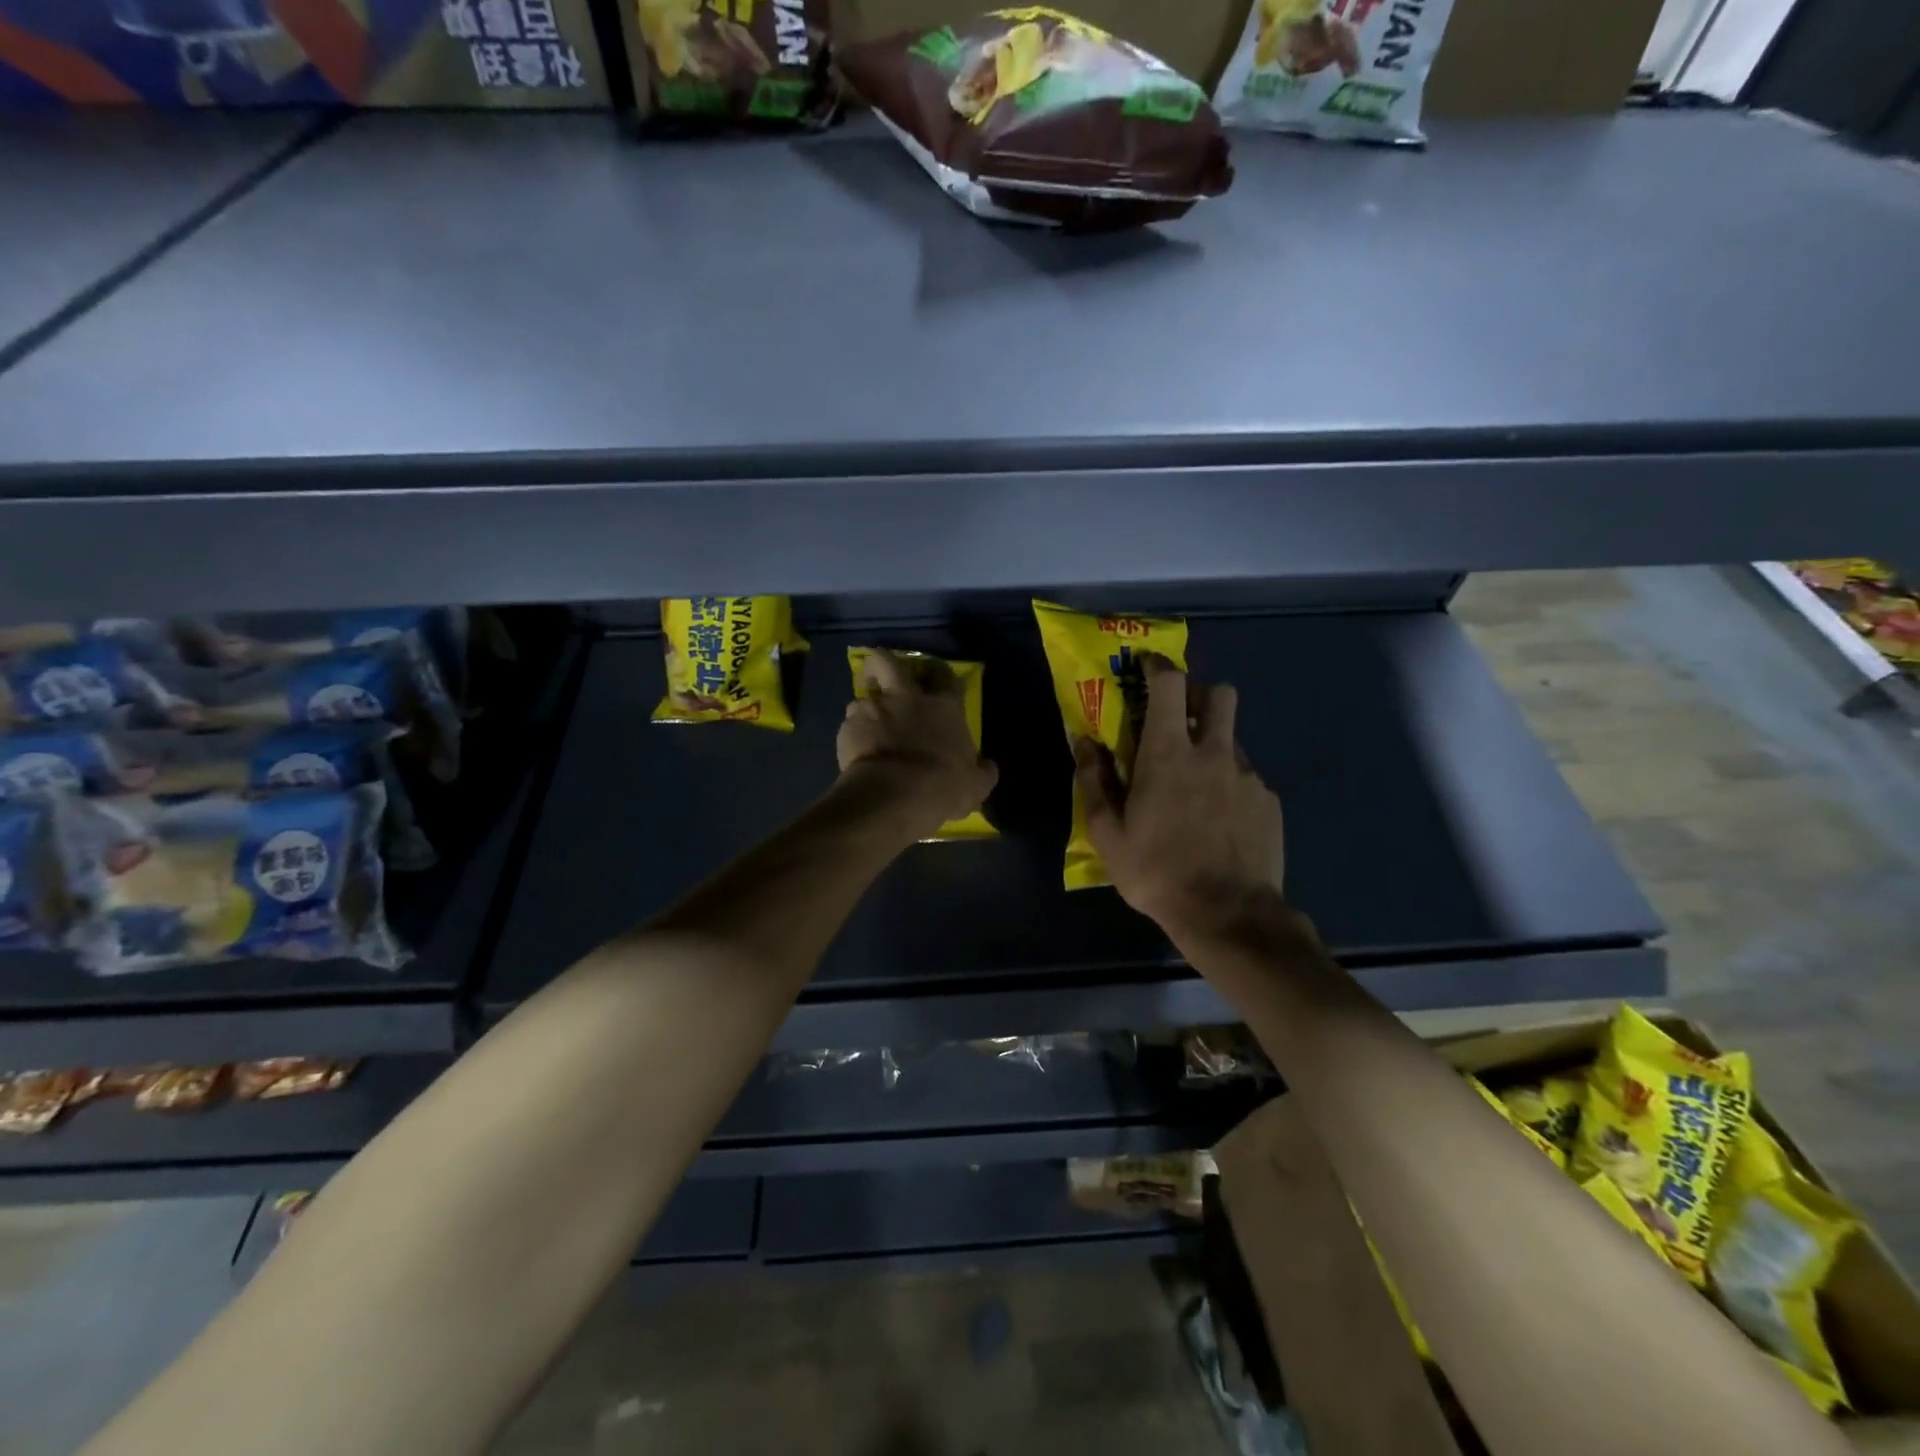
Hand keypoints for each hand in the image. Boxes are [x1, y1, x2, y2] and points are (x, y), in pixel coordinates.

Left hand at [838, 650, 997, 842]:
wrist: (892, 797)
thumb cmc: (941, 787)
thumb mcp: (975, 786)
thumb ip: (982, 771)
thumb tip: (988, 766)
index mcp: (942, 706)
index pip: (943, 674)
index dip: (937, 674)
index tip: (932, 682)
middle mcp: (905, 698)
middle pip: (887, 660)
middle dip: (881, 664)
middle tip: (882, 679)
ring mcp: (872, 709)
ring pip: (861, 695)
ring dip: (865, 708)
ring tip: (867, 727)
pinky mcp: (847, 728)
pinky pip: (848, 723)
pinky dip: (853, 734)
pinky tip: (857, 751)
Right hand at [1074, 657, 1285, 945]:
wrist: (1228, 914)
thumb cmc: (1157, 872)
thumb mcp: (1108, 834)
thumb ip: (1093, 781)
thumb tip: (1084, 742)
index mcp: (1168, 754)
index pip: (1169, 684)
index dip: (1158, 666)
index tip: (1146, 667)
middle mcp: (1213, 753)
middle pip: (1219, 694)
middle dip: (1198, 694)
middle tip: (1178, 719)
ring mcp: (1247, 775)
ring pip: (1232, 737)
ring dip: (1212, 743)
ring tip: (1195, 782)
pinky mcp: (1269, 801)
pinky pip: (1247, 776)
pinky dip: (1229, 783)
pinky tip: (1219, 819)